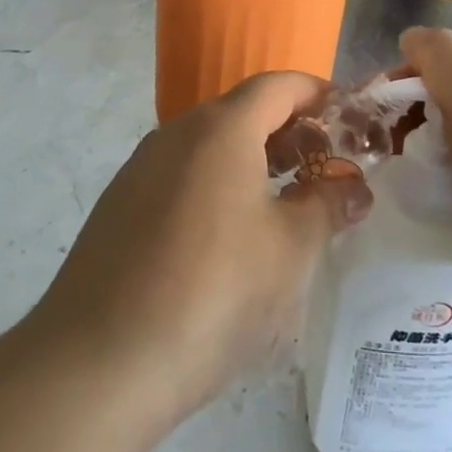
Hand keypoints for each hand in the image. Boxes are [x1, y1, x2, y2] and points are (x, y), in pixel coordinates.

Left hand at [29, 72, 371, 426]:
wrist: (96, 366)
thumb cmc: (212, 292)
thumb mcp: (290, 250)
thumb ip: (328, 205)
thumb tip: (354, 188)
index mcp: (222, 128)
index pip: (279, 86)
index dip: (318, 95)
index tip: (349, 120)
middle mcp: (177, 133)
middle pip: (243, 112)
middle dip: (290, 132)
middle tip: (324, 170)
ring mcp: (141, 169)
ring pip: (210, 146)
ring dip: (253, 161)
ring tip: (284, 205)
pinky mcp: (118, 206)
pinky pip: (182, 176)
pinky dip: (217, 186)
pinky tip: (229, 238)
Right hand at [400, 26, 451, 328]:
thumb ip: (436, 53)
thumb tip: (411, 39)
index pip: (440, 63)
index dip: (404, 82)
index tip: (375, 116)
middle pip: (451, 100)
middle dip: (415, 118)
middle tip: (386, 150)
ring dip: (434, 152)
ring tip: (411, 178)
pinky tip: (445, 202)